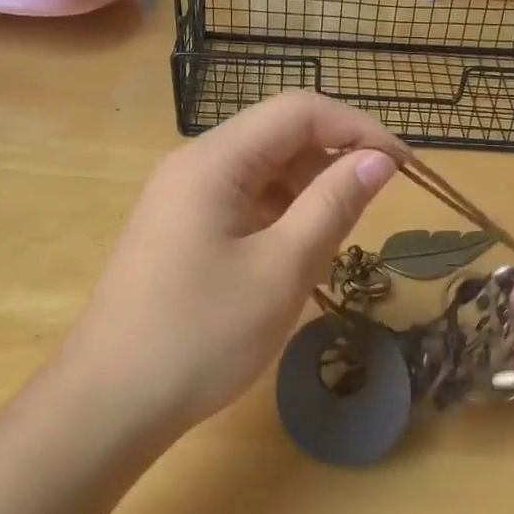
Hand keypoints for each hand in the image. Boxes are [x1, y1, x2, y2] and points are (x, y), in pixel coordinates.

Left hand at [58, 93, 404, 433]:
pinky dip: (280, 220)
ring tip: (329, 247)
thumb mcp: (281, 269)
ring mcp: (183, 198)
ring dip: (307, 197)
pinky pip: (244, 203)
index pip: (299, 111)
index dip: (358, 128)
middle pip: (279, 138)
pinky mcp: (181, 229)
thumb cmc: (200, 335)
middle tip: (368, 215)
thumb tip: (379, 160)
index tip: (403, 167)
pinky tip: (292, 261)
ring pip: (264, 173)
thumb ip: (333, 205)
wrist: (110, 402)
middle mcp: (195, 165)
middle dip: (332, 165)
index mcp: (214, 160)